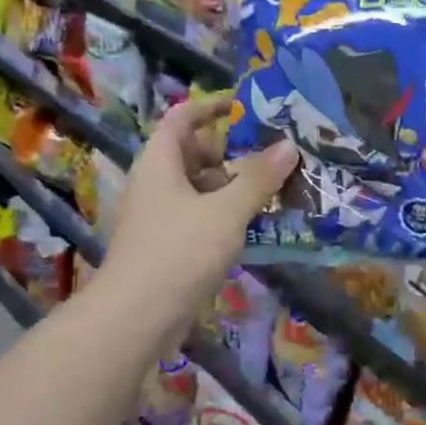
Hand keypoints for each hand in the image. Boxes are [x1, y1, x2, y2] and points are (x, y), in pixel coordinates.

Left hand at [99, 96, 295, 335]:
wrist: (136, 317)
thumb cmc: (179, 252)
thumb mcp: (226, 211)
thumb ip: (258, 178)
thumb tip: (289, 145)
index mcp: (160, 162)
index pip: (183, 117)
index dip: (211, 107)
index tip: (246, 107)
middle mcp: (156, 182)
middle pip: (194, 153)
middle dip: (233, 153)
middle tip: (273, 155)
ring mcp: (159, 215)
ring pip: (199, 188)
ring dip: (233, 187)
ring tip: (274, 190)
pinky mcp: (167, 244)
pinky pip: (199, 216)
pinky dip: (224, 214)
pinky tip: (254, 226)